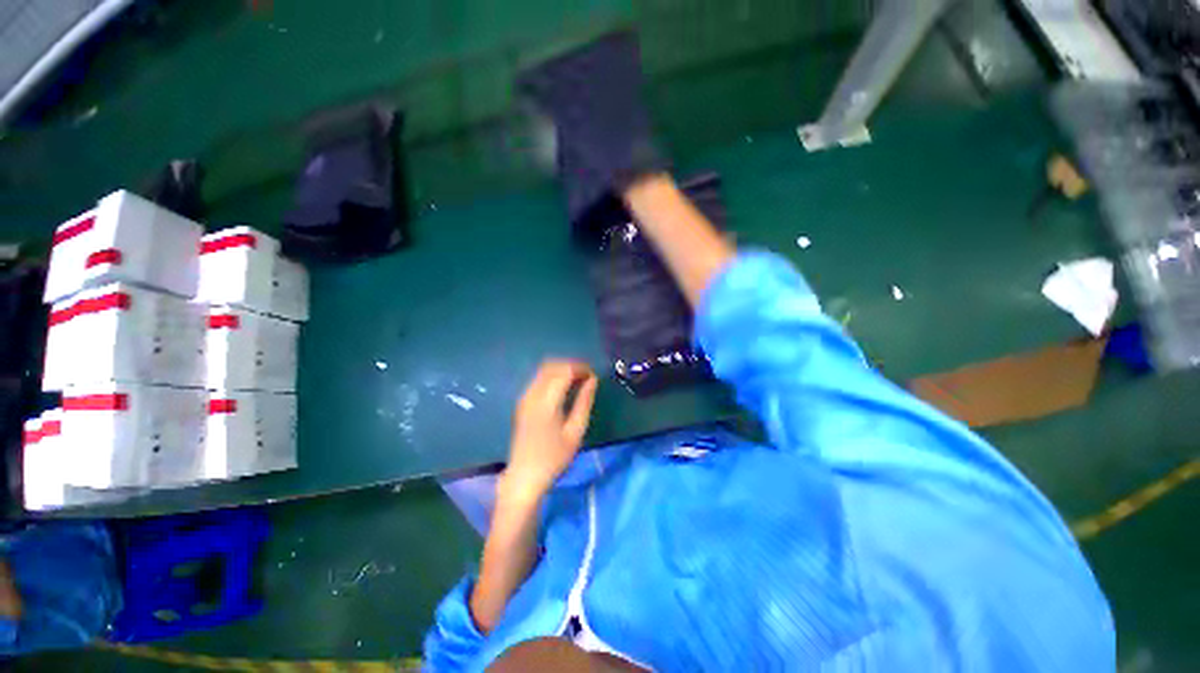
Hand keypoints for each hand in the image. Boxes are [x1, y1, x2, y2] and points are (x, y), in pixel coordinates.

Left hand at [502, 360, 597, 500]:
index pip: (564, 370)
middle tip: (587, 377)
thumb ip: (584, 402)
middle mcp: (533, 394)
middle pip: (552, 366)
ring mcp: (525, 397)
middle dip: (571, 366)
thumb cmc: (554, 457)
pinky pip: (538, 379)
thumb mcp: (575, 432)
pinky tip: (562, 388)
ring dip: (562, 370)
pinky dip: (552, 376)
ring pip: (544, 370)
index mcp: (547, 401)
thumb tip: (593, 380)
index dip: (580, 368)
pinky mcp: (522, 401)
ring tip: (577, 382)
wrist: (524, 476)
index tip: (593, 376)